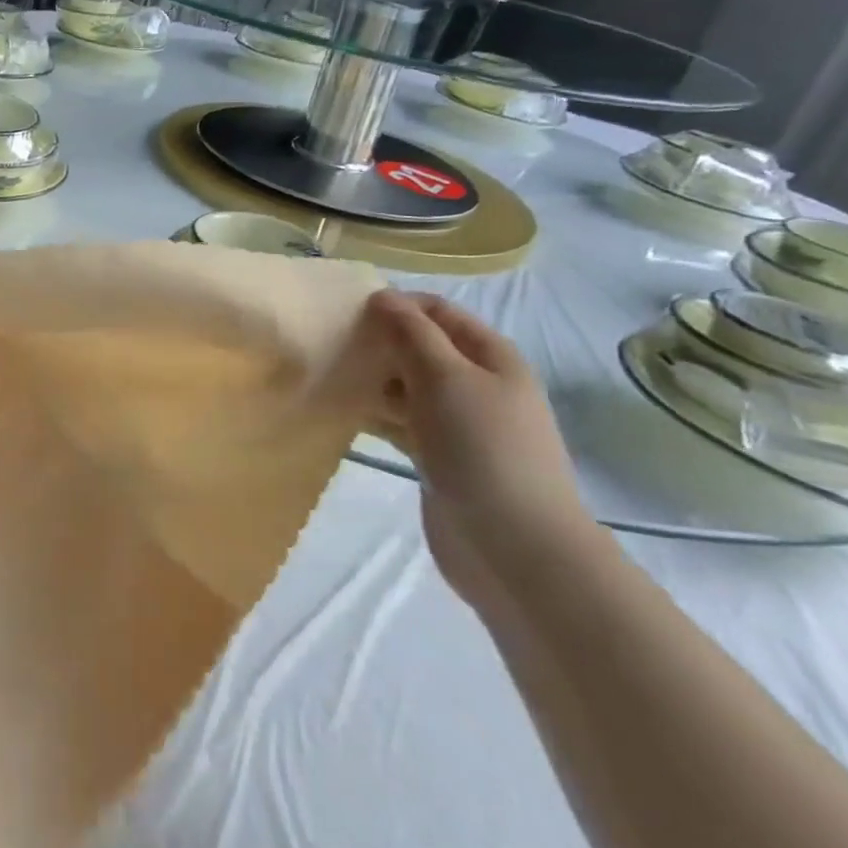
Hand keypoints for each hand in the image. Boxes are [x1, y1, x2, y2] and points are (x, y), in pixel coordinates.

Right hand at [362, 289, 603, 619]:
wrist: (516, 550)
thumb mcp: (445, 378)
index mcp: (491, 357)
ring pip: (408, 386)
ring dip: (374, 378)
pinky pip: (403, 422)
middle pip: (422, 347)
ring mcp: (460, 424)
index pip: (438, 311)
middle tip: (334, 345)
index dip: (396, 304)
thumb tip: (382, 297)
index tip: (348, 311)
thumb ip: (411, 333)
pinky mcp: (441, 458)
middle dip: (380, 341)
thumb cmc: (482, 449)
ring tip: (331, 375)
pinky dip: (376, 413)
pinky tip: (345, 411)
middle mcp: (478, 384)